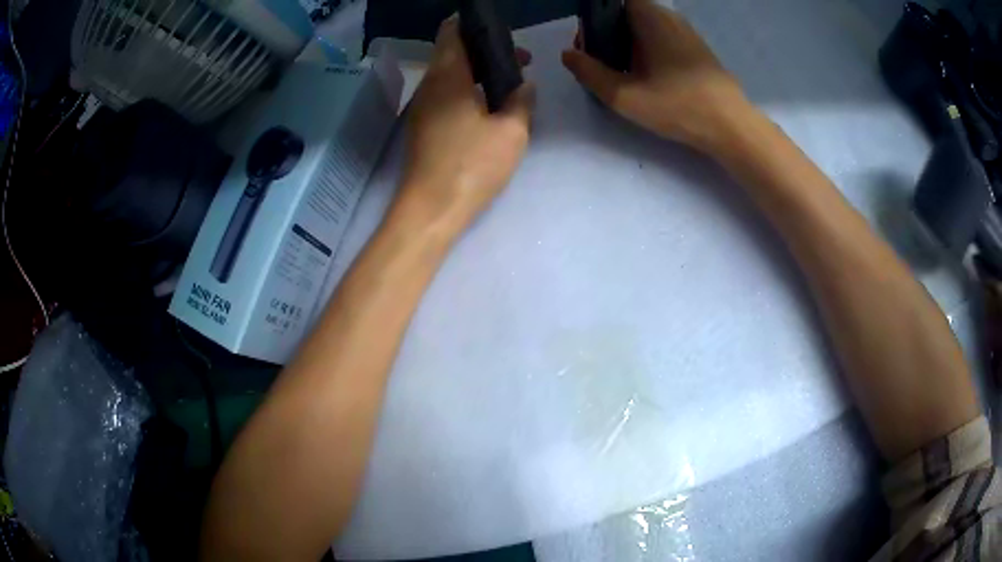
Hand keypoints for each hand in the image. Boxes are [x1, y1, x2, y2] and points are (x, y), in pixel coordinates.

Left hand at [398, 18, 534, 234]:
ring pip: (449, 74)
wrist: (431, 209)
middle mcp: (429, 85)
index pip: (451, 31)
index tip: (501, 31)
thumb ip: (521, 101)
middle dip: (485, 49)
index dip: (473, 23)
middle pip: (452, 51)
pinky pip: (445, 94)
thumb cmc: (472, 166)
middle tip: (519, 61)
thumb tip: (524, 86)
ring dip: (477, 71)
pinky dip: (467, 89)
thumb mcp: (511, 132)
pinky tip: (489, 106)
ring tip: (510, 84)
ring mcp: (422, 107)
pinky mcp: (423, 126)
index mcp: (448, 76)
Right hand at [562, 0, 748, 152]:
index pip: (613, 2)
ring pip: (645, 26)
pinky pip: (661, 37)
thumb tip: (568, 54)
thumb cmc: (678, 106)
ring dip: (627, 43)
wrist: (731, 126)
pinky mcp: (696, 48)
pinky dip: (647, 49)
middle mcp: (668, 16)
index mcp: (649, 17)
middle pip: (626, 13)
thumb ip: (590, 73)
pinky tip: (647, 77)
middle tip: (600, 63)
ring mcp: (685, 31)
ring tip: (622, 73)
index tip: (590, 44)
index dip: (596, 18)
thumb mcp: (624, 95)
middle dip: (608, 32)